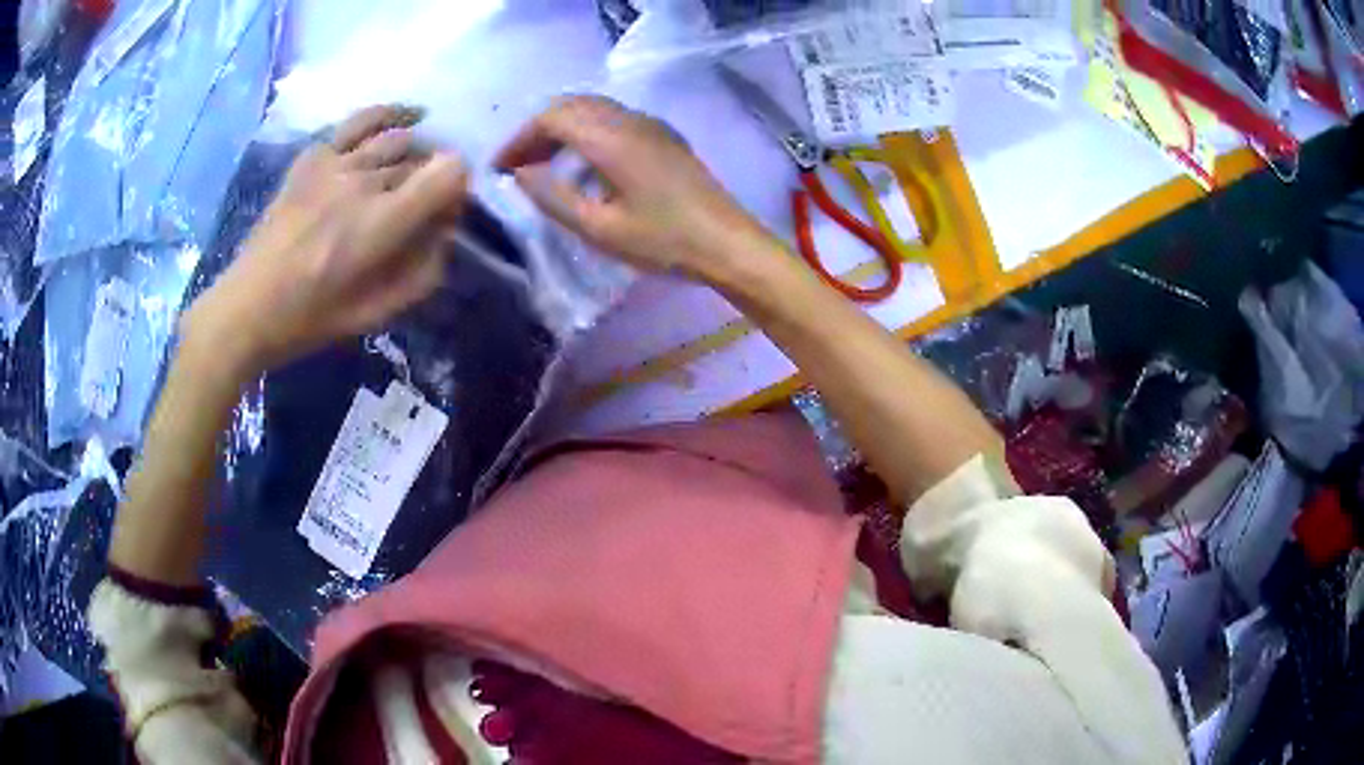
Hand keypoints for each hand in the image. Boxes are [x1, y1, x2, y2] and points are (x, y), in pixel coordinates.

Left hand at [184, 105, 467, 377]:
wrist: (248, 306)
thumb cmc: (311, 318)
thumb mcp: (377, 313)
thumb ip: (422, 273)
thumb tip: (445, 234)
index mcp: (381, 223)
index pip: (449, 173)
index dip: (460, 187)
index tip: (448, 211)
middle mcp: (363, 181)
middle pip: (422, 158)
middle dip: (434, 178)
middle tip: (424, 205)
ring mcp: (335, 162)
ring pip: (396, 137)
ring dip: (415, 152)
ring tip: (412, 168)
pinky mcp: (312, 157)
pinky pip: (359, 122)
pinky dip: (386, 116)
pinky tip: (400, 120)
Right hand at [494, 96, 774, 283]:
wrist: (729, 244)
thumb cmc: (664, 242)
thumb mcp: (599, 229)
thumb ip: (553, 197)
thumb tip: (521, 173)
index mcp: (612, 139)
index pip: (552, 117)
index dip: (520, 138)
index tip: (500, 168)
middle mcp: (630, 120)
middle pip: (572, 105)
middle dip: (538, 129)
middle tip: (518, 164)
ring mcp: (652, 125)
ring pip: (595, 109)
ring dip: (563, 128)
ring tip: (544, 164)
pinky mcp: (665, 137)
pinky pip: (615, 118)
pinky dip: (587, 131)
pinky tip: (584, 163)